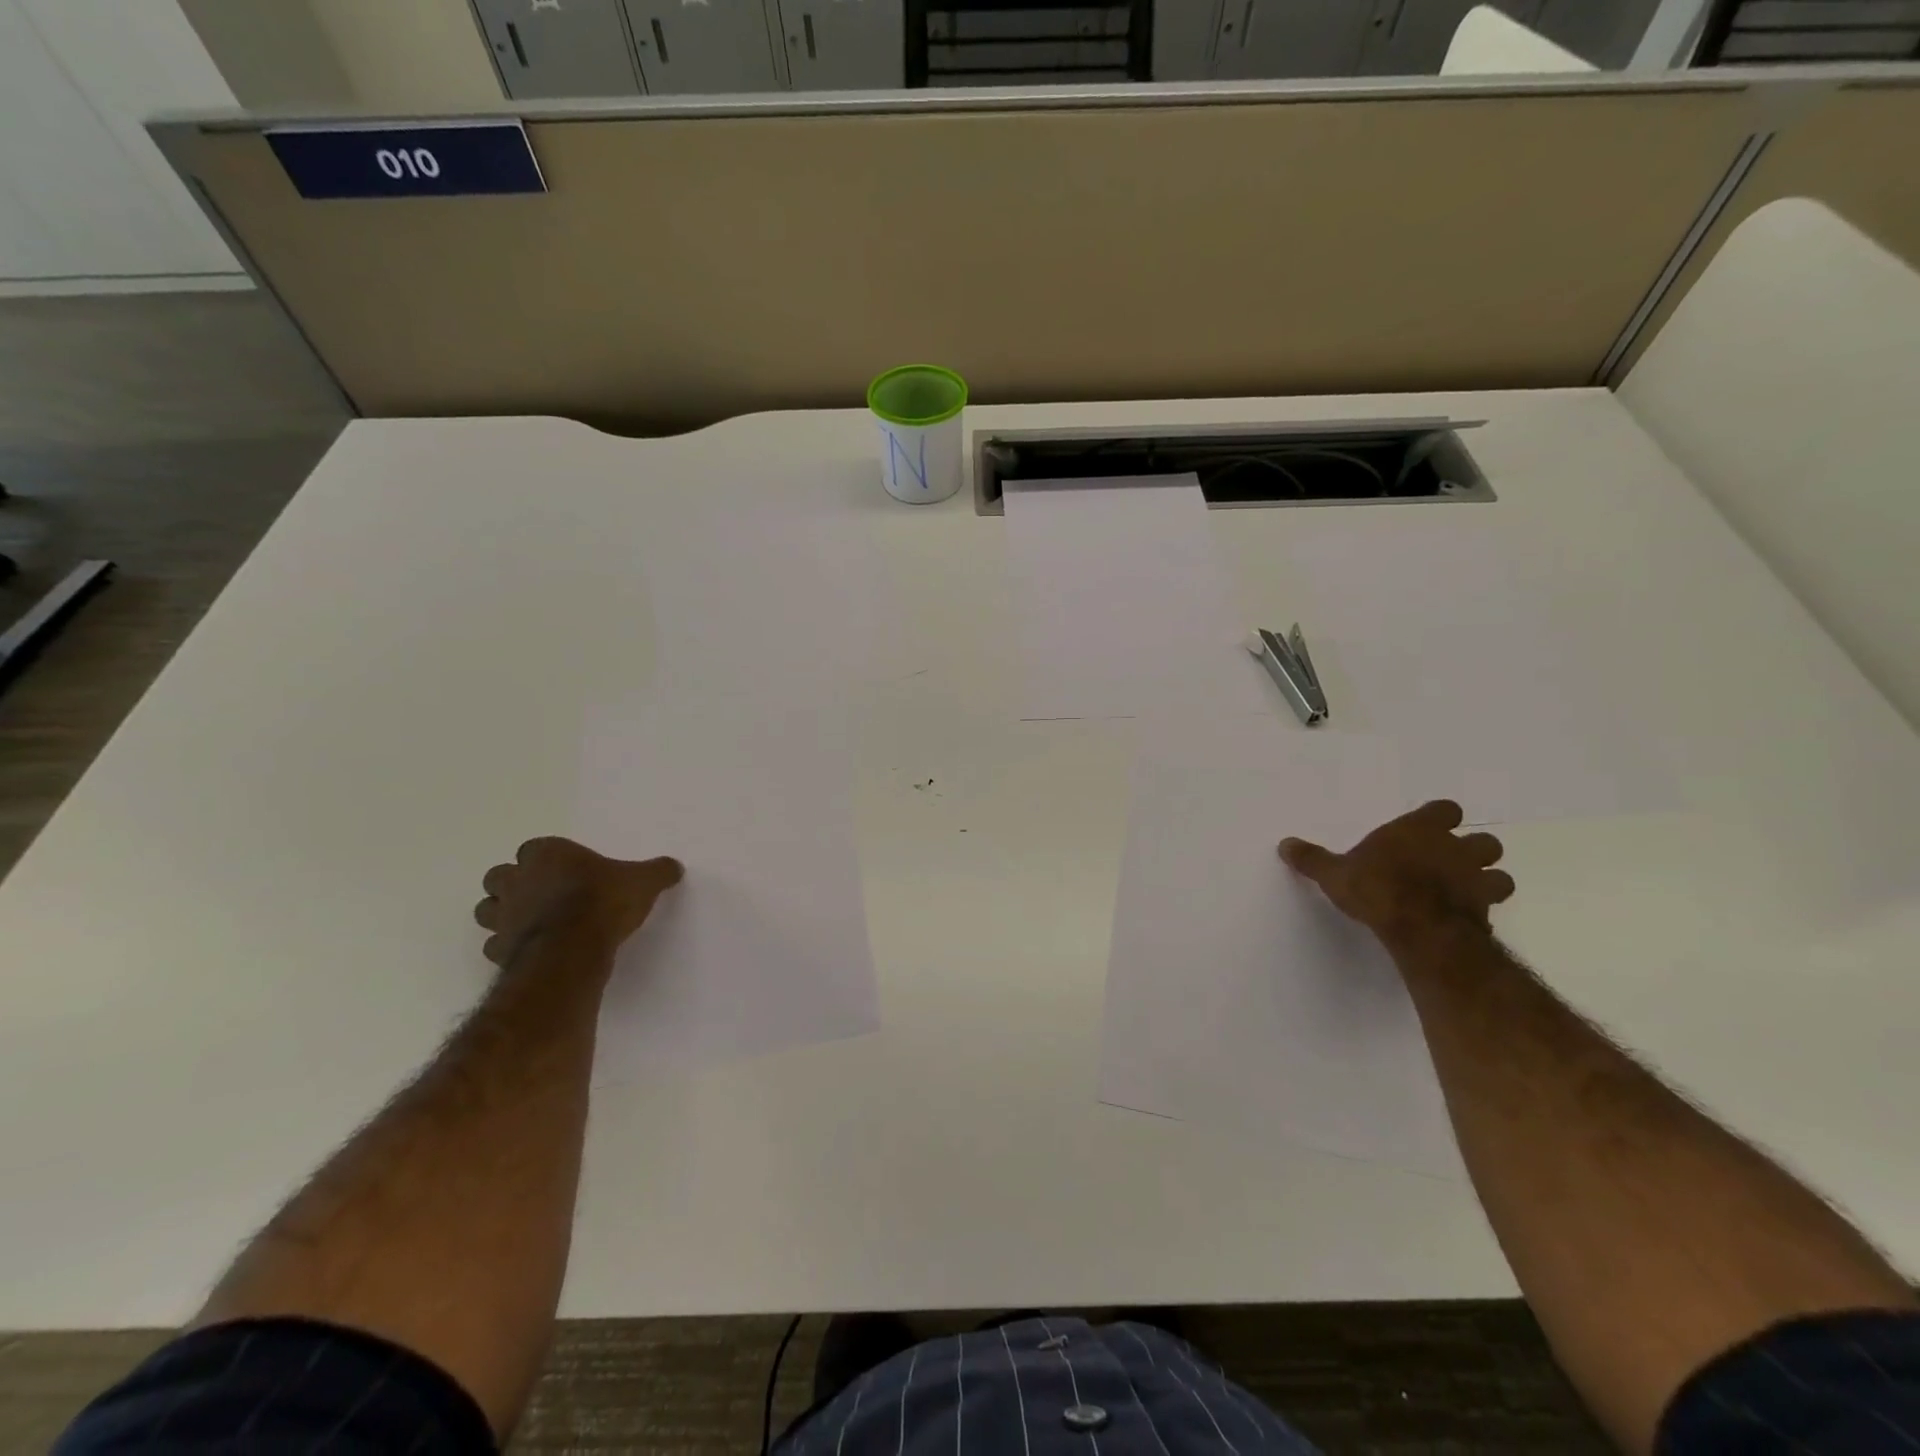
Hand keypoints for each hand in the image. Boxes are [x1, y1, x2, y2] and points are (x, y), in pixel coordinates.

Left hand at [474, 837, 683, 966]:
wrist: (573, 949)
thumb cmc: (605, 901)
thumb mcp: (643, 881)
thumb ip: (657, 872)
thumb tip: (675, 867)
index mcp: (547, 854)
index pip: (533, 848)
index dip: (546, 859)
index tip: (565, 870)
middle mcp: (518, 879)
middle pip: (499, 875)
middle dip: (514, 882)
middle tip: (542, 894)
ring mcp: (504, 915)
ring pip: (487, 908)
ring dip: (503, 912)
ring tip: (530, 921)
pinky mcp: (499, 948)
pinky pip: (495, 944)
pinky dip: (506, 945)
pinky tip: (529, 950)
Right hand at [1279, 800, 1513, 947]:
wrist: (1419, 928)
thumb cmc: (1376, 888)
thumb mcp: (1334, 873)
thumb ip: (1313, 859)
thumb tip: (1285, 844)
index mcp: (1419, 830)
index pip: (1446, 809)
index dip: (1439, 819)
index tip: (1427, 830)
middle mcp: (1454, 848)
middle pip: (1483, 840)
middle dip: (1471, 850)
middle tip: (1448, 863)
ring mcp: (1476, 880)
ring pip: (1499, 873)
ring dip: (1487, 880)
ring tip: (1465, 891)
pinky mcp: (1486, 912)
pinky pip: (1493, 907)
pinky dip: (1482, 910)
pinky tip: (1463, 919)